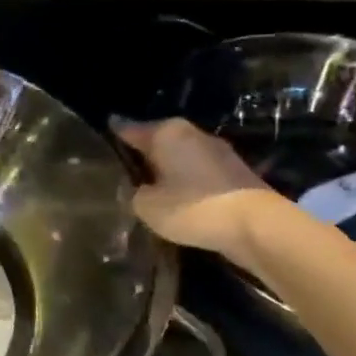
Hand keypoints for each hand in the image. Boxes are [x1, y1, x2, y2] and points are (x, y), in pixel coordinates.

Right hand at [115, 118, 274, 260]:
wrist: (256, 225)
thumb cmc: (193, 208)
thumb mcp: (147, 206)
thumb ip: (134, 194)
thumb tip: (136, 189)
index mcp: (166, 132)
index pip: (129, 129)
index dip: (113, 137)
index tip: (99, 143)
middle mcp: (192, 134)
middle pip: (157, 142)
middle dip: (142, 156)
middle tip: (122, 174)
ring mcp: (217, 152)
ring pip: (179, 158)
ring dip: (167, 171)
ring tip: (149, 190)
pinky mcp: (234, 173)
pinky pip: (198, 174)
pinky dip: (186, 183)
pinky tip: (177, 200)